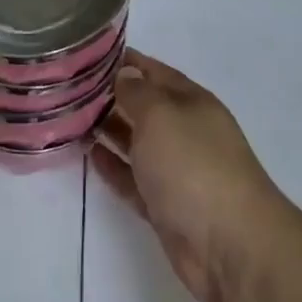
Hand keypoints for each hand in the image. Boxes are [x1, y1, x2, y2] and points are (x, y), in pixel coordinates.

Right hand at [91, 51, 290, 301]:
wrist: (230, 246)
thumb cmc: (193, 165)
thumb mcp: (160, 115)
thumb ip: (136, 93)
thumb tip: (124, 75)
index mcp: (191, 102)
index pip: (153, 71)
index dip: (124, 61)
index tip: (88, 55)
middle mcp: (185, 131)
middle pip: (144, 106)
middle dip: (111, 95)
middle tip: (71, 88)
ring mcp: (177, 170)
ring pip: (137, 142)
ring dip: (109, 129)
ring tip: (72, 117)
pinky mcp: (165, 206)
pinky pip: (133, 178)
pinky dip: (113, 166)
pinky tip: (89, 154)